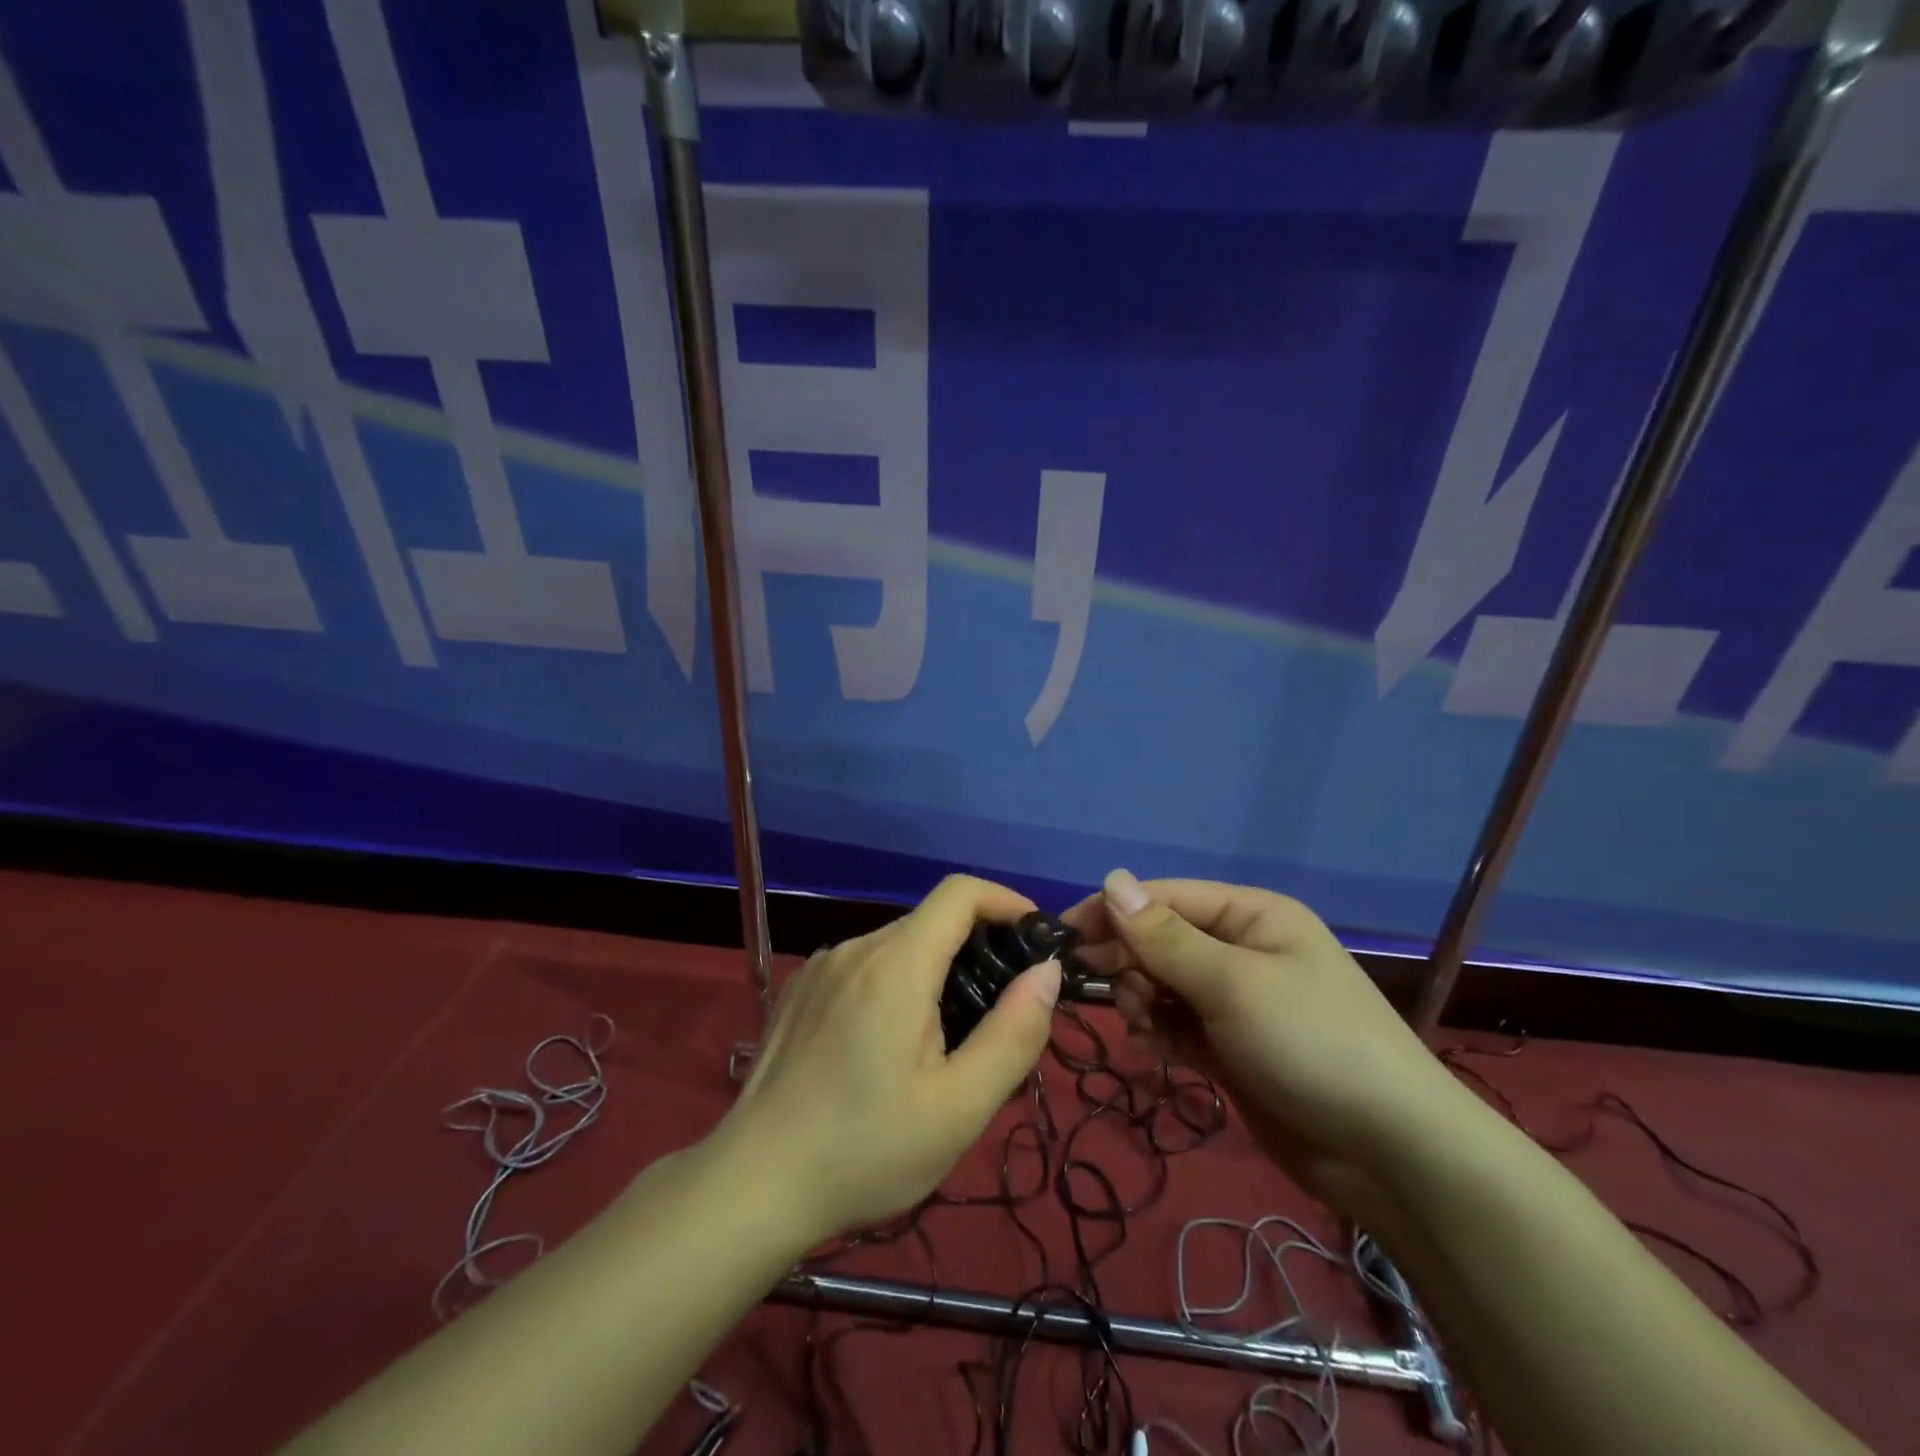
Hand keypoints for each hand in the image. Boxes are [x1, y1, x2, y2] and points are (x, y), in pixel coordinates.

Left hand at [714, 875, 1061, 1245]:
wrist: (753, 1185)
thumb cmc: (865, 1151)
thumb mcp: (959, 1108)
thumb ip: (1014, 1033)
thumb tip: (1046, 972)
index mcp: (896, 964)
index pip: (960, 893)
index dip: (1005, 902)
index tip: (1035, 940)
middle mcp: (856, 948)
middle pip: (931, 922)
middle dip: (976, 950)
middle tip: (997, 1014)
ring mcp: (822, 967)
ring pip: (898, 947)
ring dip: (935, 973)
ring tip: (945, 1042)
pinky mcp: (801, 990)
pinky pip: (864, 967)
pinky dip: (896, 984)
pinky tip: (888, 1047)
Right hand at [1063, 870, 1475, 1217]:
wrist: (1391, 1154)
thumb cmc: (1311, 1044)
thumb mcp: (1232, 983)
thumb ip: (1164, 936)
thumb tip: (1110, 878)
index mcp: (1251, 915)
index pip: (1164, 897)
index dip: (1112, 912)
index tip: (1062, 937)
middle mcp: (1241, 948)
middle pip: (1160, 939)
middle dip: (1129, 963)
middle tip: (1110, 994)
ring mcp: (1236, 999)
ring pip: (1162, 983)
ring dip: (1142, 999)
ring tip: (1144, 1026)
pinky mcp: (1231, 1044)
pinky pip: (1177, 1022)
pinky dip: (1159, 1030)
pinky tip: (1154, 1048)